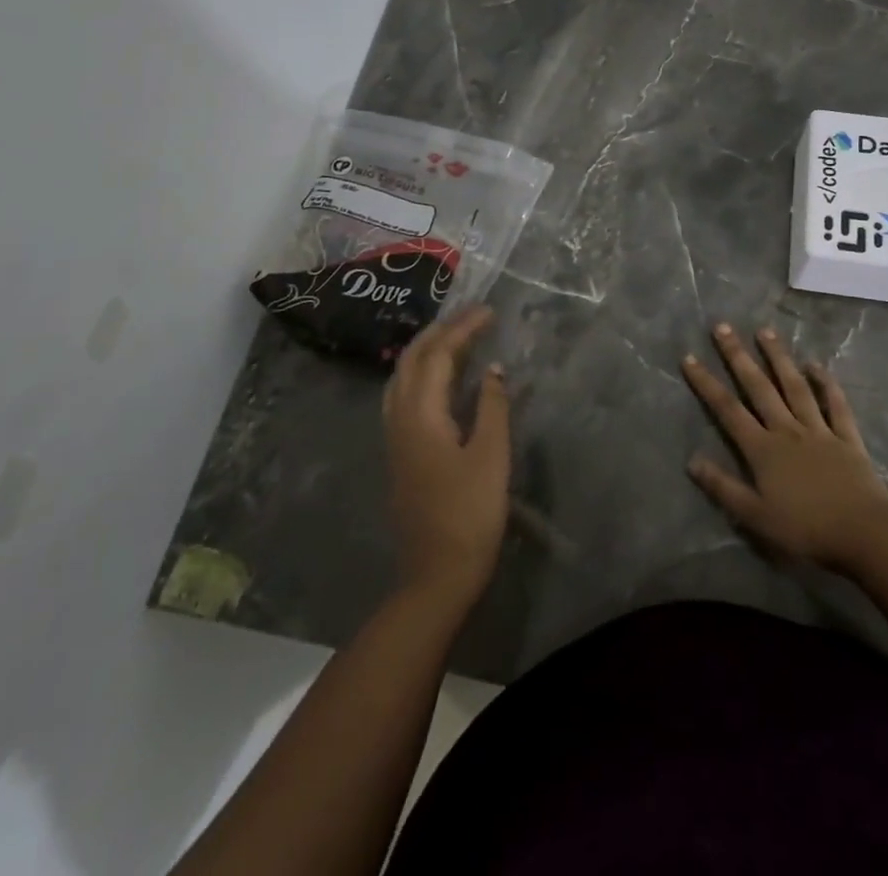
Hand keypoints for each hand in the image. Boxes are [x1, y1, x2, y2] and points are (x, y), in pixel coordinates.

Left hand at [383, 305, 509, 606]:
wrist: (436, 576)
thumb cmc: (470, 514)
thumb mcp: (491, 456)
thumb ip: (491, 406)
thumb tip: (493, 369)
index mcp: (421, 415)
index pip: (438, 355)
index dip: (463, 328)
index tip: (489, 311)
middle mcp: (400, 418)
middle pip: (412, 360)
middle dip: (441, 331)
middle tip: (472, 316)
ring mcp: (395, 437)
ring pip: (403, 377)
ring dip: (427, 350)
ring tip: (456, 337)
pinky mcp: (400, 453)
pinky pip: (404, 395)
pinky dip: (422, 373)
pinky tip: (440, 380)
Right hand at [681, 323, 887, 573]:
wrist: (863, 534)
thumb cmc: (805, 530)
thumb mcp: (755, 516)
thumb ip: (723, 487)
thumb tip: (691, 460)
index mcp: (763, 449)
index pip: (727, 409)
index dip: (706, 383)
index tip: (689, 357)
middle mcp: (787, 429)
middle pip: (759, 387)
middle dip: (738, 356)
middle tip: (723, 327)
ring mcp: (818, 430)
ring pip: (795, 386)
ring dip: (779, 358)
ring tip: (765, 332)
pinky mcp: (846, 437)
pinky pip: (835, 404)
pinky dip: (826, 383)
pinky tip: (816, 365)